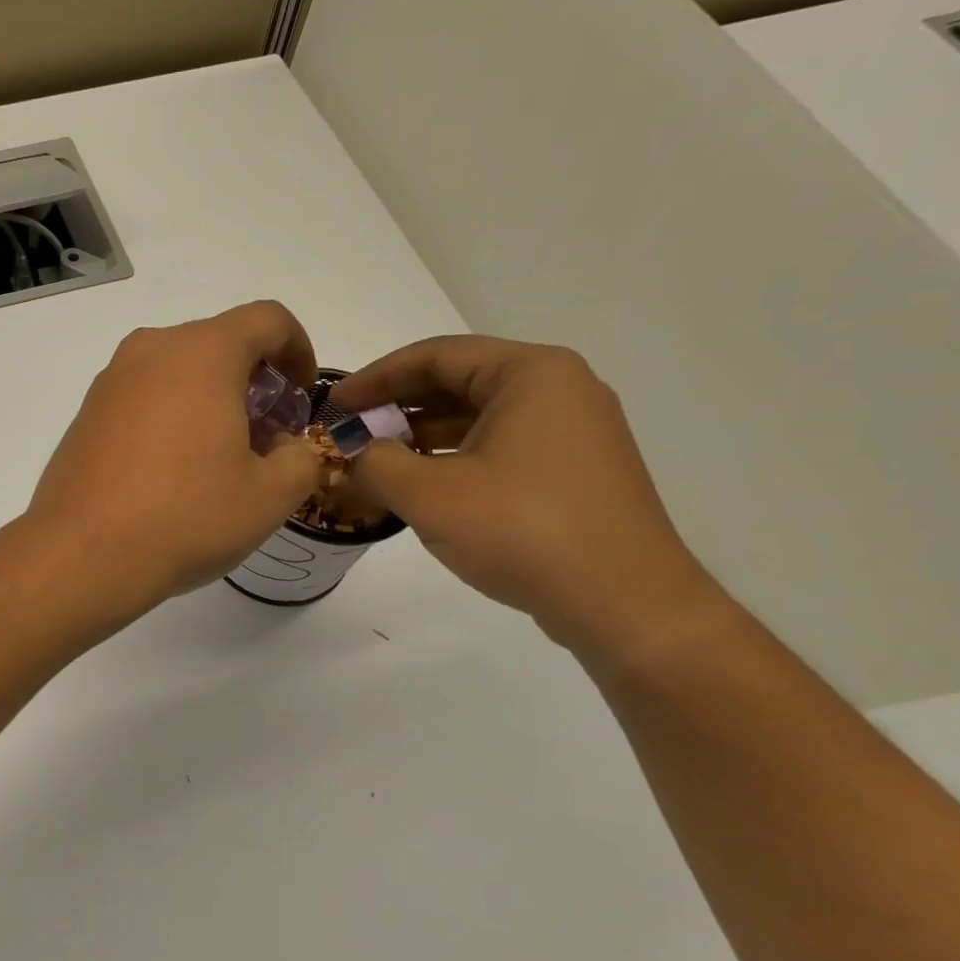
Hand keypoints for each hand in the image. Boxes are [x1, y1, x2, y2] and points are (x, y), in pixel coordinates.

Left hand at [28, 303, 323, 612]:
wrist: (83, 554)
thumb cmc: (186, 516)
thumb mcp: (270, 496)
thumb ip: (301, 458)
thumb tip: (287, 447)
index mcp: (202, 352)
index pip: (267, 320)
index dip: (298, 349)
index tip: (301, 396)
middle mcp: (151, 350)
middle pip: (219, 343)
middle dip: (254, 380)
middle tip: (267, 435)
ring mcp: (111, 380)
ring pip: (177, 369)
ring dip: (211, 398)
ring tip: (221, 457)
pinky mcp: (87, 412)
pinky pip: (143, 395)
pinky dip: (171, 413)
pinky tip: (173, 469)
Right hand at [331, 336, 723, 654]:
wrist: (625, 604)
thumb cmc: (523, 531)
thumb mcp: (428, 494)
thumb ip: (376, 463)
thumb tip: (356, 456)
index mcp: (530, 374)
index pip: (435, 356)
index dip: (375, 378)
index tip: (334, 404)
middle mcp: (559, 389)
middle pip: (459, 380)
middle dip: (398, 404)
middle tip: (351, 429)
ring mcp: (573, 430)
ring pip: (479, 414)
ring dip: (423, 432)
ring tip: (377, 457)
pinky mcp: (575, 469)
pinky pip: (501, 443)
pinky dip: (455, 454)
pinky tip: (423, 482)